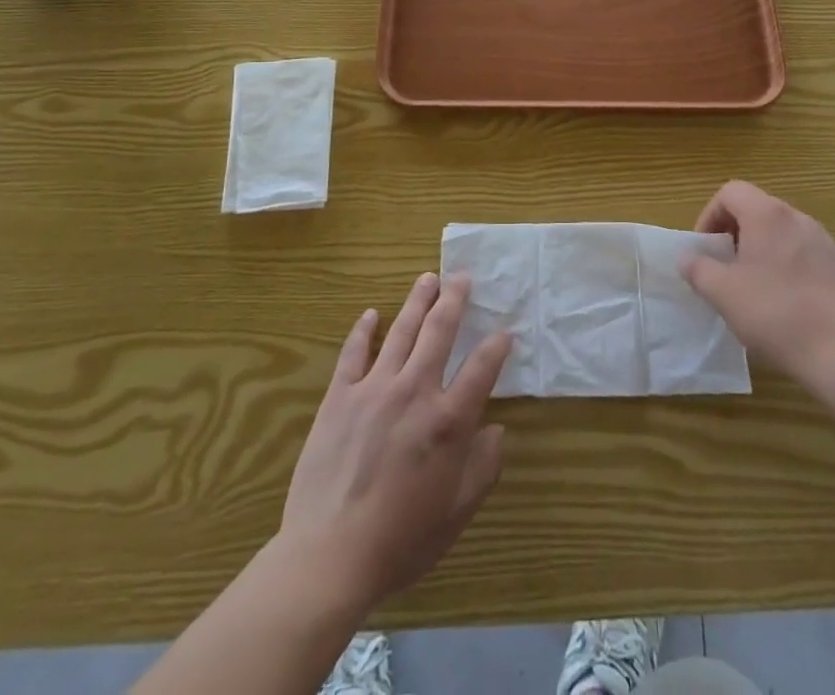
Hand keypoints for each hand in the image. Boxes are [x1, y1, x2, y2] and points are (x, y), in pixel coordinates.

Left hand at [278, 272, 511, 616]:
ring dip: (417, 301)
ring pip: (402, 330)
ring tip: (428, 279)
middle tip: (462, 276)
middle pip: (440, 331)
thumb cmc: (401, 540)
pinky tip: (371, 314)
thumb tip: (496, 430)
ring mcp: (374, 388)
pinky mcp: (339, 396)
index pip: (482, 368)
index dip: (497, 346)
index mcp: (449, 420)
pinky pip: (354, 352)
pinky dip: (364, 329)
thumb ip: (483, 468)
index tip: (505, 331)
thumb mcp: (457, 513)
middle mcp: (415, 391)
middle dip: (455, 300)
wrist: (330, 557)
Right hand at [682, 180, 834, 389]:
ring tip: (753, 284)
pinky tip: (785, 299)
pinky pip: (804, 251)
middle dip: (734, 232)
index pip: (730, 192)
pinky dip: (786, 263)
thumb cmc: (773, 314)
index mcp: (767, 215)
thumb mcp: (721, 292)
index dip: (710, 215)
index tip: (706, 249)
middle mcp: (797, 217)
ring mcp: (824, 240)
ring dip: (761, 248)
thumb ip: (697, 268)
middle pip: (756, 208)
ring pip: (781, 231)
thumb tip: (689, 257)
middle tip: (725, 267)